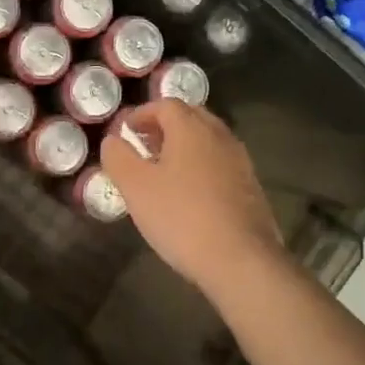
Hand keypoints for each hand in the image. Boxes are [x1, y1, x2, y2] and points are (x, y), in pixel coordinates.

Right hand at [100, 99, 286, 295]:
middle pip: (190, 117)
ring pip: (208, 140)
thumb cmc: (181, 217)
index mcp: (191, 128)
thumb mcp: (136, 187)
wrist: (241, 260)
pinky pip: (220, 163)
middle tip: (144, 145)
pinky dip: (201, 166)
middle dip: (165, 126)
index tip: (126, 131)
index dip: (142, 114)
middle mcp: (219, 136)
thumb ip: (118, 157)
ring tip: (164, 169)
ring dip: (184, 146)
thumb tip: (113, 140)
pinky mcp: (251, 187)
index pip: (165, 105)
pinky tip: (189, 193)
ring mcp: (240, 161)